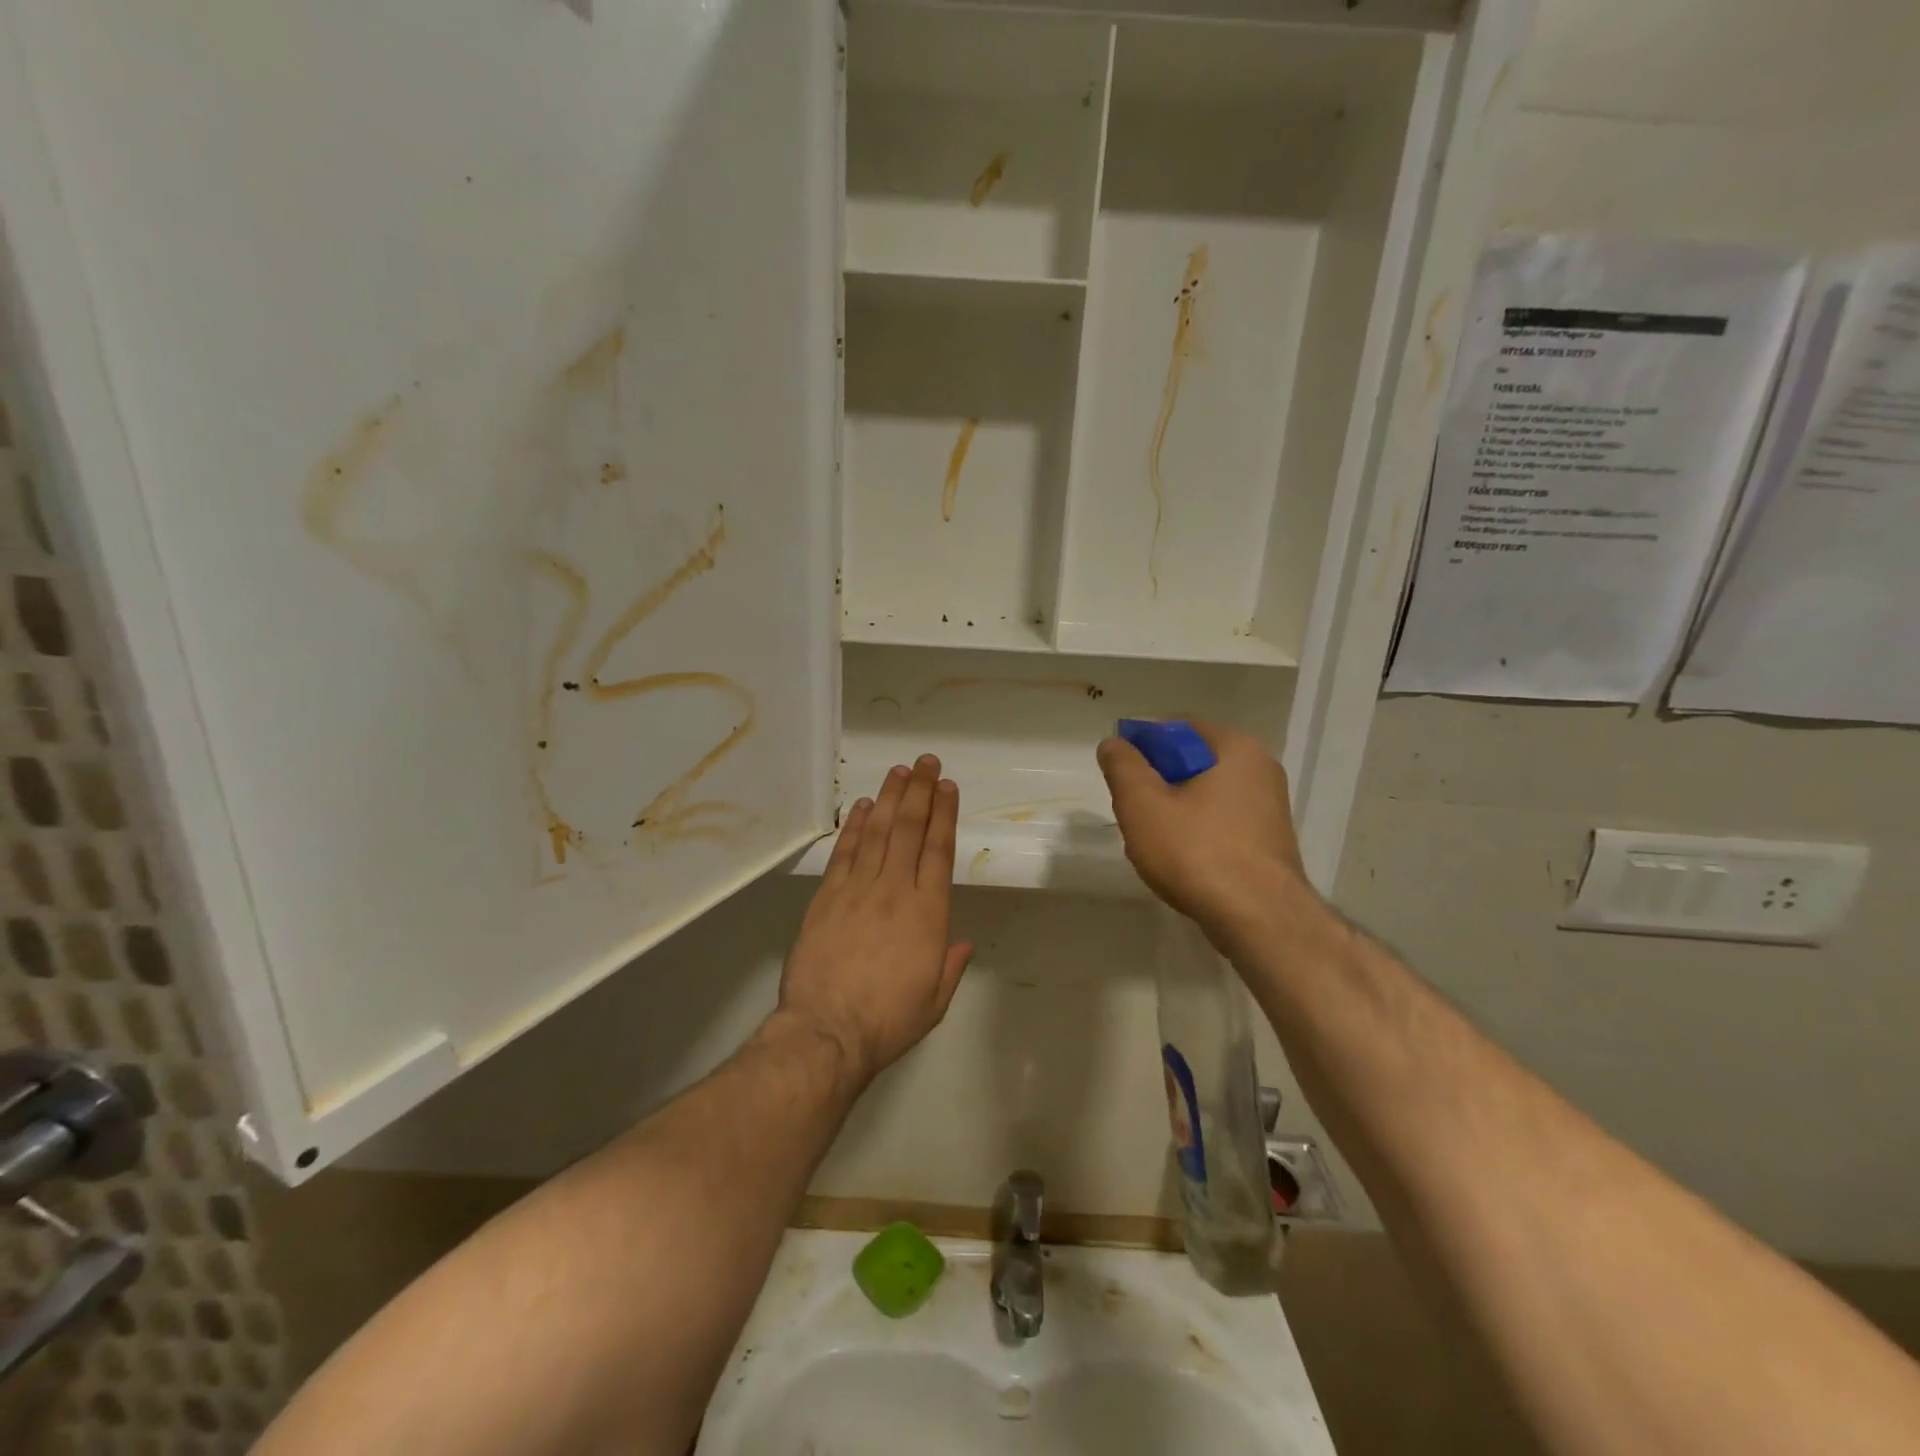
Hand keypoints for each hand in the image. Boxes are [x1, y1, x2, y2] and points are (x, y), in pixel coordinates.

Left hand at [778, 755, 972, 1086]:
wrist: (827, 1031)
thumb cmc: (888, 1020)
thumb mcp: (934, 1002)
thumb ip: (950, 966)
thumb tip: (962, 943)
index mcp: (928, 913)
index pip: (939, 850)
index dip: (944, 814)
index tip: (947, 787)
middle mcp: (895, 890)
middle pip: (910, 829)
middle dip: (920, 791)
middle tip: (927, 763)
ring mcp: (858, 889)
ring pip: (877, 832)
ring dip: (889, 797)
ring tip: (899, 771)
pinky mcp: (827, 896)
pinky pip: (844, 852)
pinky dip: (853, 826)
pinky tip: (861, 806)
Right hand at [1096, 719, 1310, 939]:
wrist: (1259, 920)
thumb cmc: (1196, 852)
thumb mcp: (1142, 804)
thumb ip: (1123, 766)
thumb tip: (1114, 743)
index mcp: (1235, 748)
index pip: (1178, 726)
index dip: (1142, 742)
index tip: (1118, 769)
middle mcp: (1260, 770)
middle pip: (1192, 761)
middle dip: (1156, 781)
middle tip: (1130, 808)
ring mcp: (1269, 808)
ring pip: (1205, 794)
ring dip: (1173, 809)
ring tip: (1150, 840)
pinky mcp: (1269, 842)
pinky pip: (1221, 822)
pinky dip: (1196, 832)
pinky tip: (1179, 860)